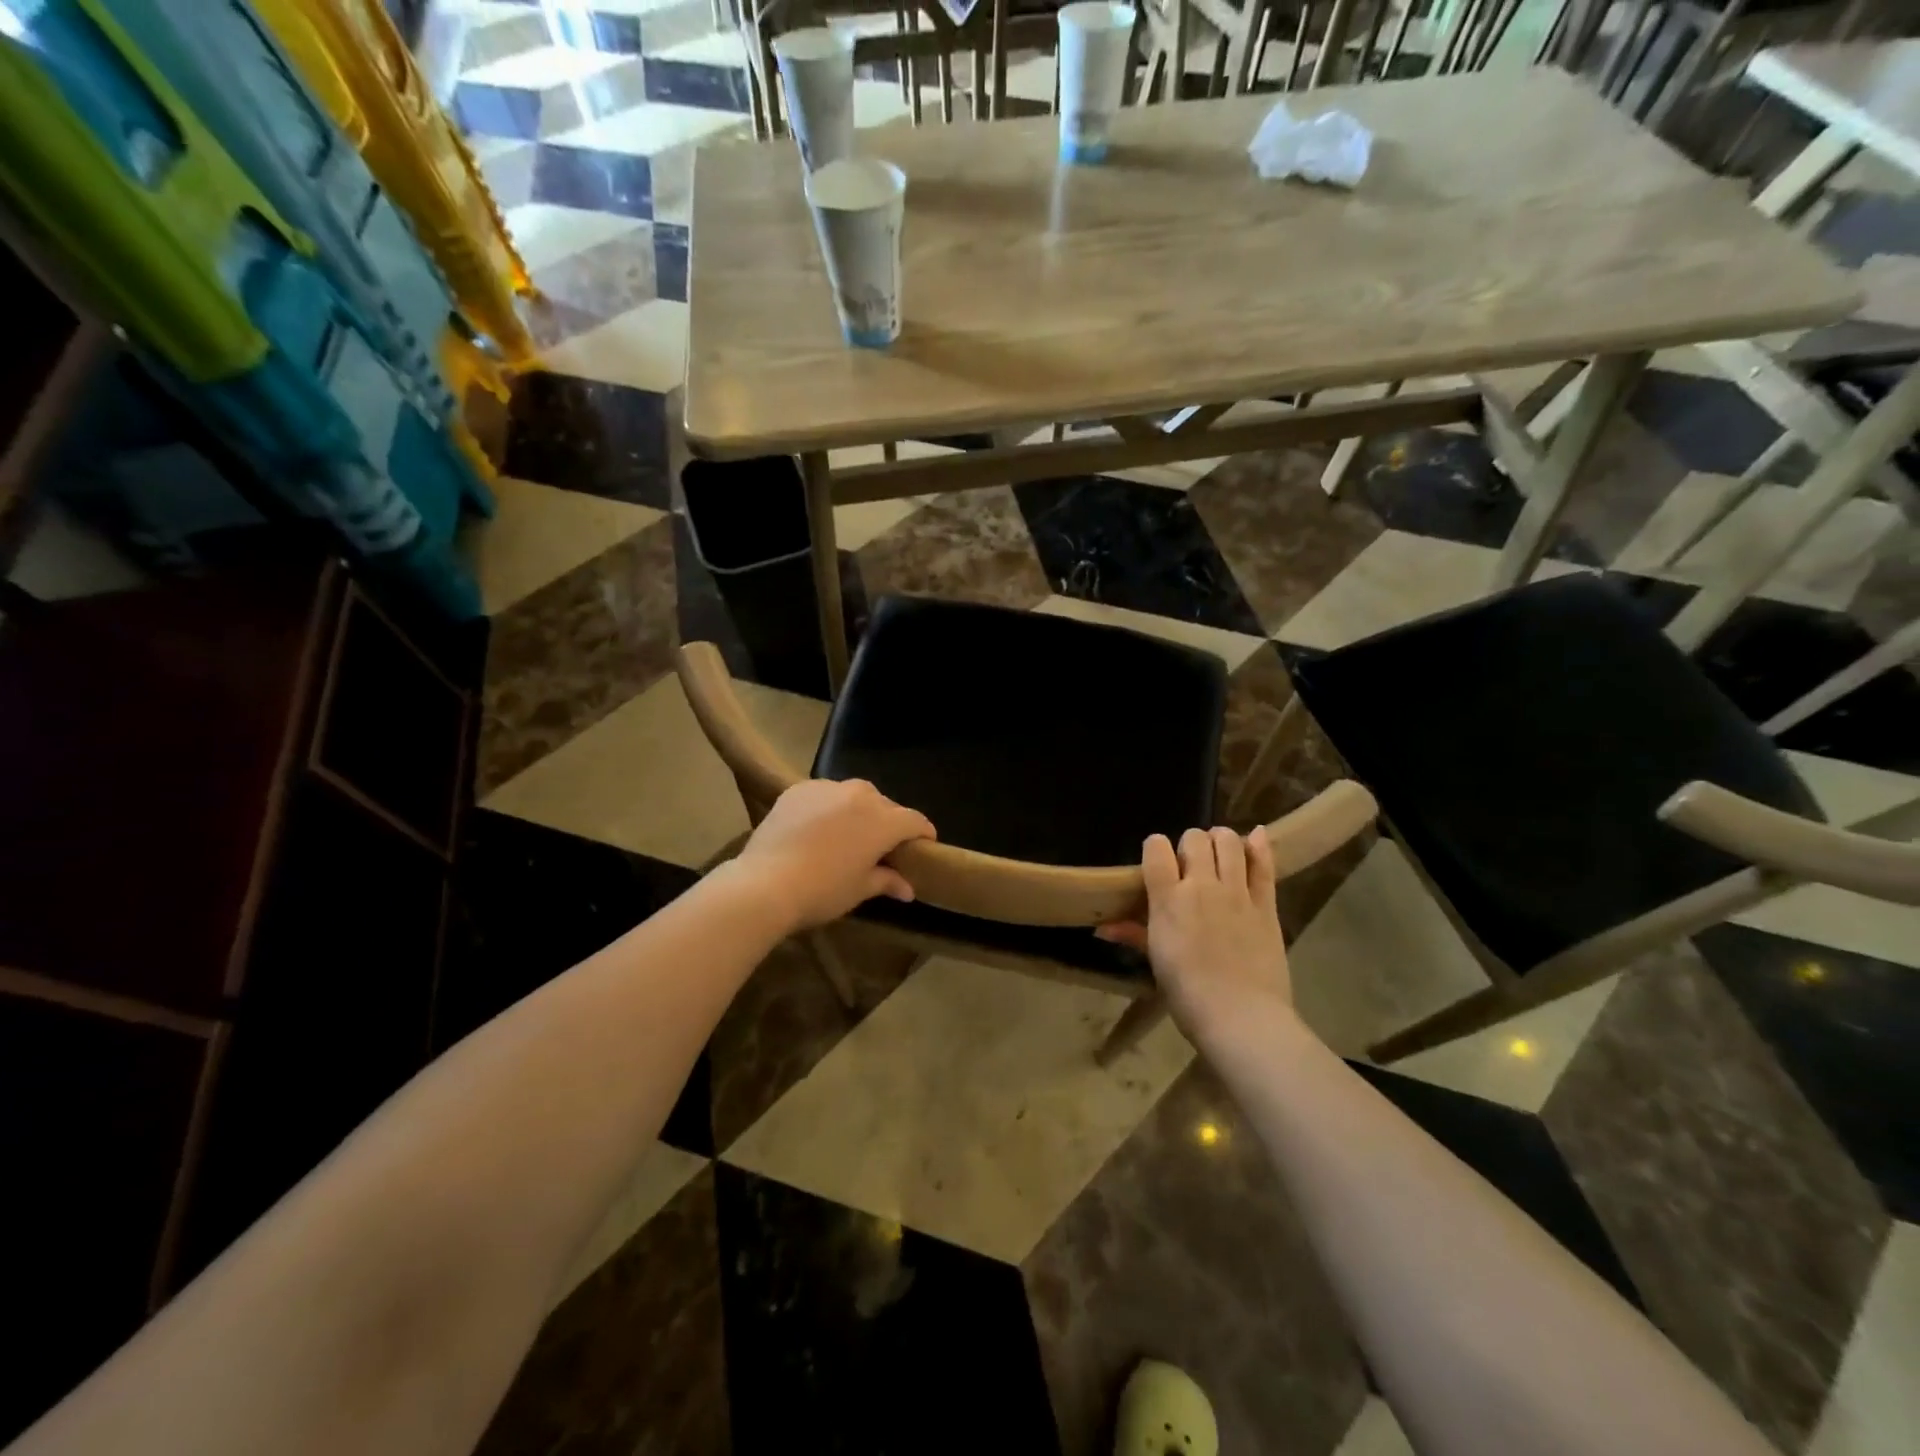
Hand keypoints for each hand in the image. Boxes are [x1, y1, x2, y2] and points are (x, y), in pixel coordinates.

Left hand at [731, 779, 936, 930]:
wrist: (765, 883)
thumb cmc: (822, 891)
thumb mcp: (860, 890)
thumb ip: (887, 881)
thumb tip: (908, 889)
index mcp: (883, 821)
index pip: (915, 821)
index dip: (923, 833)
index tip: (924, 845)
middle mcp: (860, 796)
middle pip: (886, 805)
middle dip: (890, 822)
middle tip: (882, 845)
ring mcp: (827, 788)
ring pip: (855, 794)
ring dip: (859, 810)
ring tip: (848, 832)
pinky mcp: (799, 789)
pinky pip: (825, 794)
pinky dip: (829, 806)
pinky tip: (817, 826)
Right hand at [1098, 826, 1290, 1034]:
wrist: (1241, 1017)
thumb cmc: (1188, 994)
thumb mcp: (1157, 961)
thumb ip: (1133, 934)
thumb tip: (1101, 928)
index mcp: (1168, 899)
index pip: (1156, 847)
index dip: (1155, 847)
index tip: (1158, 861)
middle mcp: (1202, 885)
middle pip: (1194, 838)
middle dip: (1190, 845)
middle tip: (1190, 865)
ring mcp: (1237, 892)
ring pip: (1229, 841)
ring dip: (1221, 840)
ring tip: (1219, 854)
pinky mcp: (1266, 904)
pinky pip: (1264, 864)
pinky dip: (1260, 845)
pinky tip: (1257, 836)